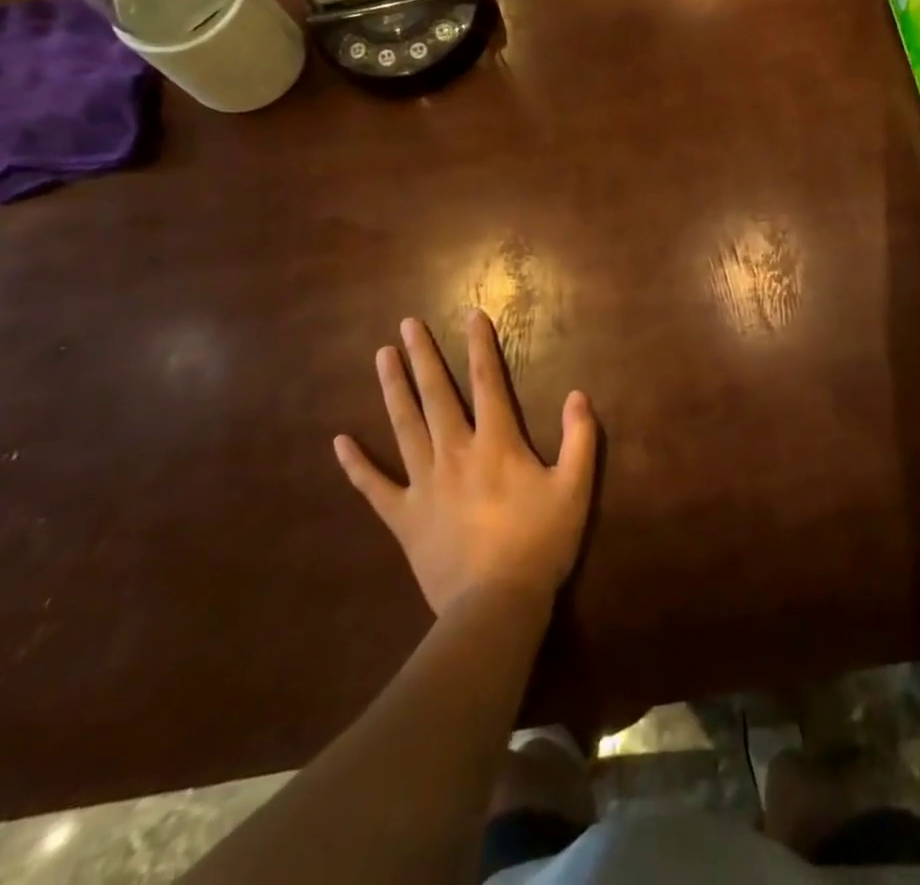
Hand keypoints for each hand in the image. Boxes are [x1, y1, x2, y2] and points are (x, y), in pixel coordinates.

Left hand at [333, 311, 597, 617]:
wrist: (495, 605)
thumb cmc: (540, 543)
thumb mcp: (575, 488)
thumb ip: (580, 438)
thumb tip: (578, 394)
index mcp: (496, 443)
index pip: (487, 381)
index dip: (479, 345)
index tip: (470, 315)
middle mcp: (455, 452)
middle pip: (436, 394)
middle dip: (423, 356)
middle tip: (406, 324)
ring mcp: (423, 483)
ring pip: (404, 426)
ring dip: (392, 389)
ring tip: (381, 356)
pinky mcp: (403, 516)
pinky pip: (374, 486)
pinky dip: (356, 464)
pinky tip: (339, 441)